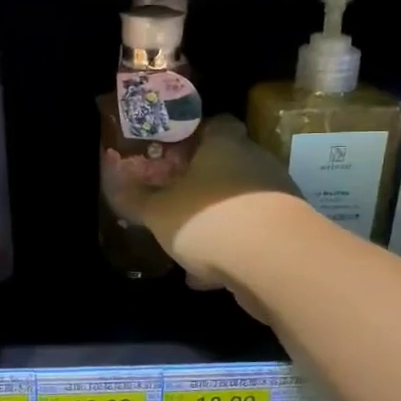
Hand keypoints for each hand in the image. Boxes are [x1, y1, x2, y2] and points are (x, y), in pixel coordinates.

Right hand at [105, 115, 308, 291]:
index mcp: (225, 145)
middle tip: (173, 199)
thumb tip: (113, 180)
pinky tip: (206, 277)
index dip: (193, 135)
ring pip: (238, 203)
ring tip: (186, 244)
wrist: (278, 263)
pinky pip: (250, 237)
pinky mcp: (287, 234)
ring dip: (215, 220)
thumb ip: (136, 198)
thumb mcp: (159, 211)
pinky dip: (229, 251)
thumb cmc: (210, 219)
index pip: (216, 124)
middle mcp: (256, 163)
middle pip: (227, 165)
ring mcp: (276, 199)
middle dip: (201, 183)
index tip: (172, 152)